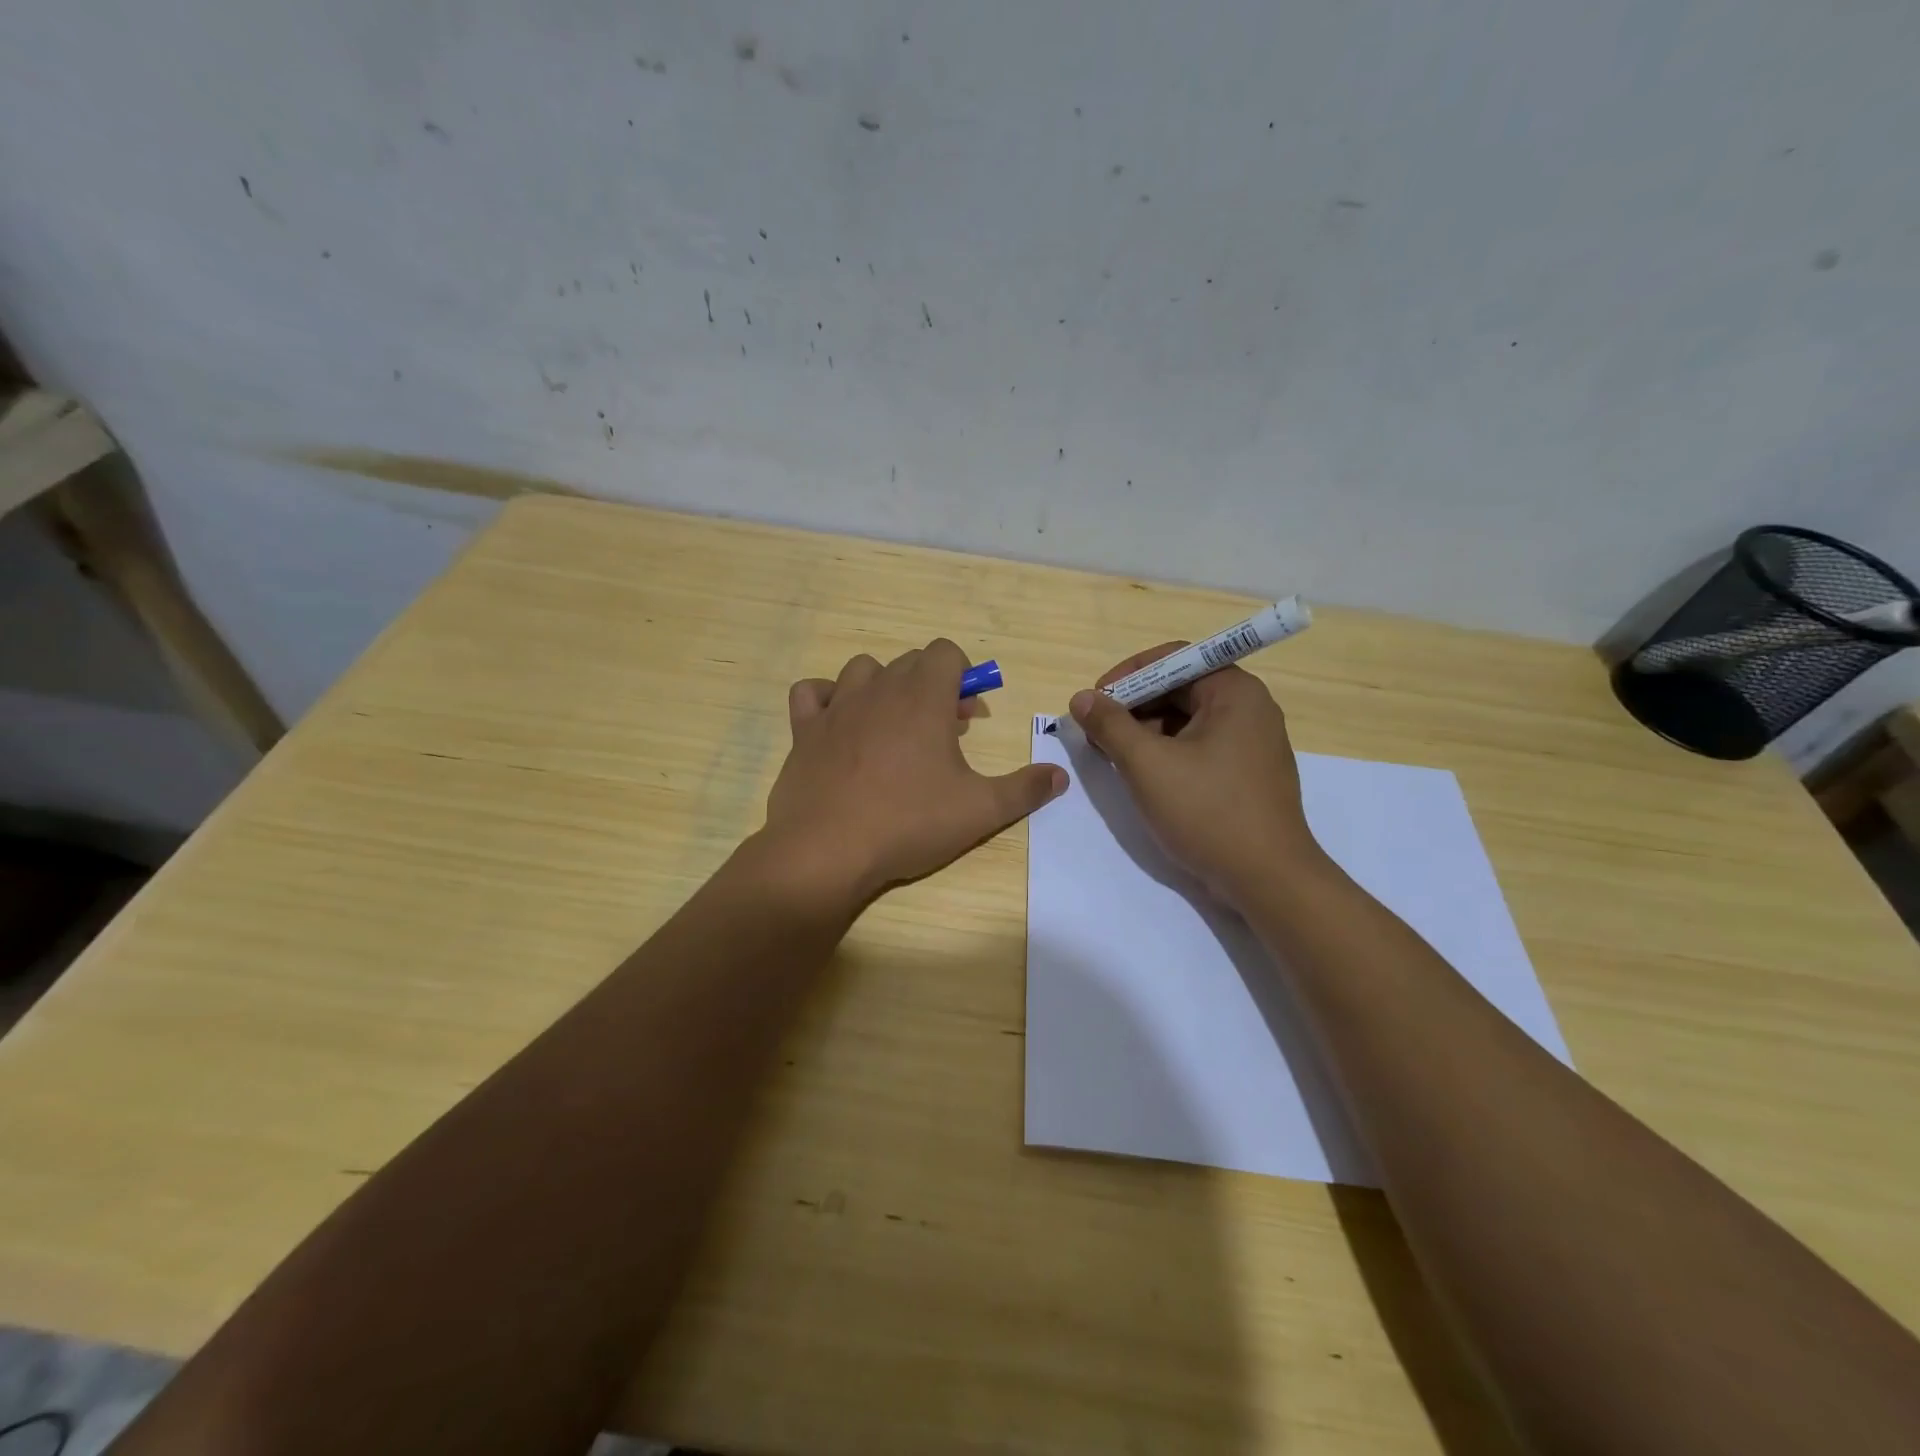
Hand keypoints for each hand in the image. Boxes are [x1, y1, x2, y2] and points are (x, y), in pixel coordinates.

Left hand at [762, 639, 1066, 904]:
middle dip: (933, 686)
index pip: (946, 652)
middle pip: (910, 662)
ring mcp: (837, 707)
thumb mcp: (980, 810)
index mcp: (923, 698)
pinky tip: (839, 725)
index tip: (969, 716)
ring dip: (884, 687)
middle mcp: (879, 689)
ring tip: (893, 728)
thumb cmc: (908, 823)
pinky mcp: (804, 730)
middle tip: (944, 734)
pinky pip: (811, 693)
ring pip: (863, 670)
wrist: (827, 851)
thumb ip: (1025, 789)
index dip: (964, 676)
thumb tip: (1060, 775)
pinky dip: (826, 698)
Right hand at [1070, 644, 1322, 906]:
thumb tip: (1082, 698)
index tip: (1095, 700)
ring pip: (1187, 721)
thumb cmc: (1207, 811)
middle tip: (1097, 732)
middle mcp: (1249, 709)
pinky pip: (1199, 747)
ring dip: (1146, 732)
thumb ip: (1110, 725)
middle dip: (1134, 706)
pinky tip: (1143, 777)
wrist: (1267, 880)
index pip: (1174, 659)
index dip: (1129, 675)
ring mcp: (1251, 744)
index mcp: (1235, 692)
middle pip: (1180, 689)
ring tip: (1113, 757)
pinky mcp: (1247, 774)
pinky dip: (1167, 754)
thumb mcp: (1147, 764)